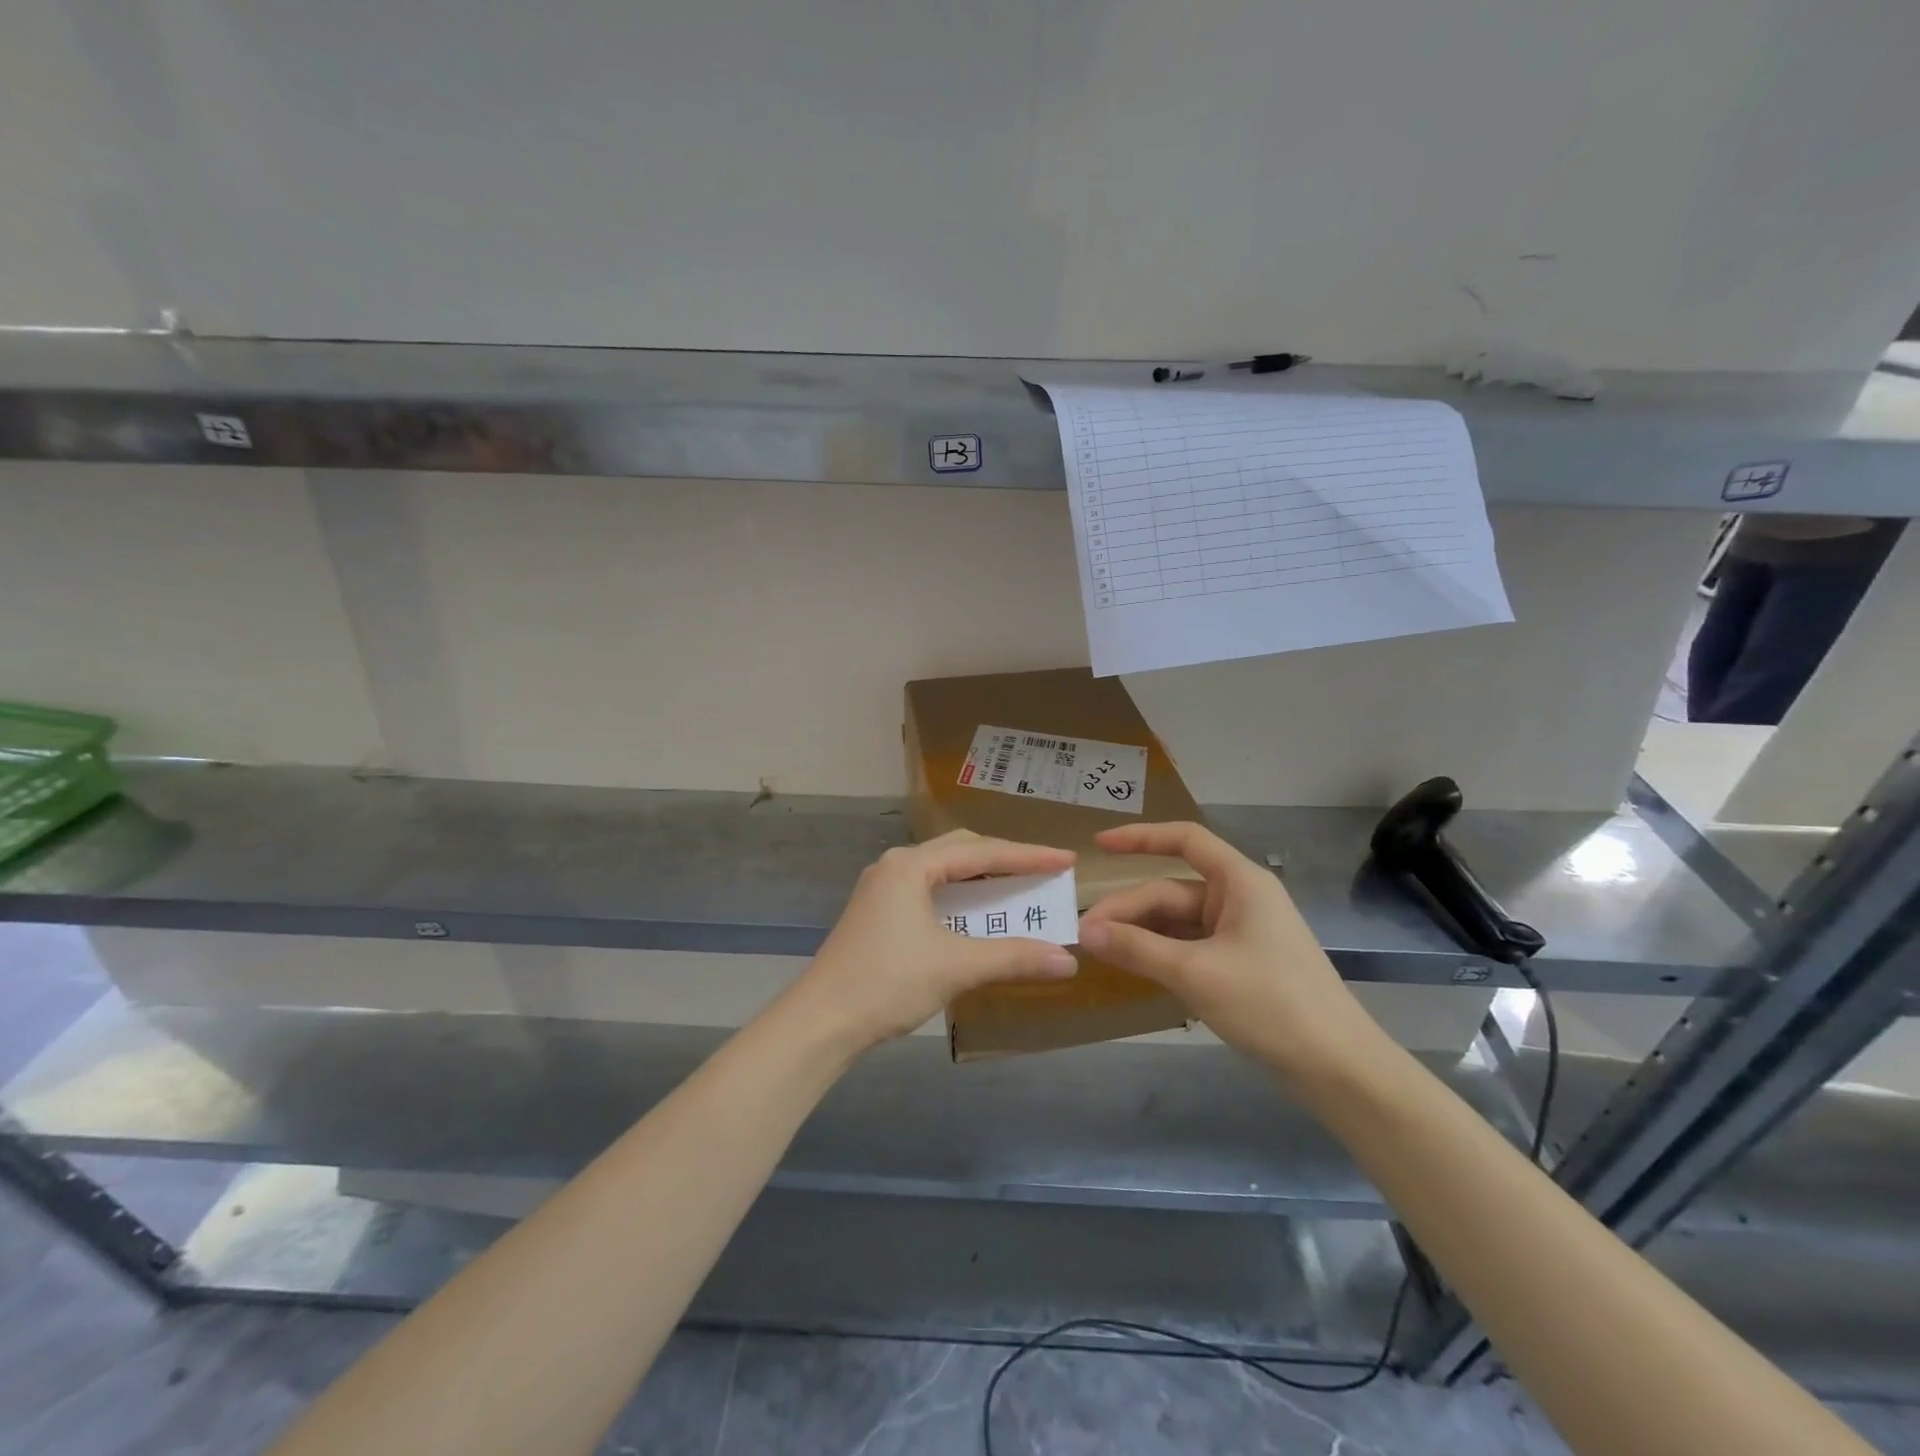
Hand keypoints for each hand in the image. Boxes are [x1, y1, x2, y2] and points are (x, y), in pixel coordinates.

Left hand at [791, 831, 1079, 1054]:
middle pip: (961, 851)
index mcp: (910, 866)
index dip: (1028, 856)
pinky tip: (978, 917)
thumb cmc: (886, 983)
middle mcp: (895, 866)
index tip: (1066, 859)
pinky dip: (960, 899)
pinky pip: (930, 891)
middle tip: (1044, 872)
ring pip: (944, 872)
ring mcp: (882, 889)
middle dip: (1005, 860)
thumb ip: (1013, 958)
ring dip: (982, 881)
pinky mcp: (877, 912)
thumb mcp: (955, 967)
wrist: (820, 1021)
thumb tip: (1067, 961)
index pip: (981, 852)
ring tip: (1019, 890)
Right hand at [1077, 822, 1384, 1084]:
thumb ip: (1137, 948)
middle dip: (1129, 909)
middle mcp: (1240, 899)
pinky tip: (1134, 968)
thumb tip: (1085, 932)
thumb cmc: (1271, 1004)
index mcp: (1240, 882)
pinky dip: (1161, 954)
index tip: (1098, 845)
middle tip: (1085, 935)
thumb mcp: (1196, 973)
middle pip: (1171, 891)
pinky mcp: (1241, 965)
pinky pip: (1190, 947)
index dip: (1139, 838)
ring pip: (1178, 922)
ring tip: (1101, 951)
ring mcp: (1242, 934)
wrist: (1338, 1068)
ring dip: (1141, 934)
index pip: (1185, 840)